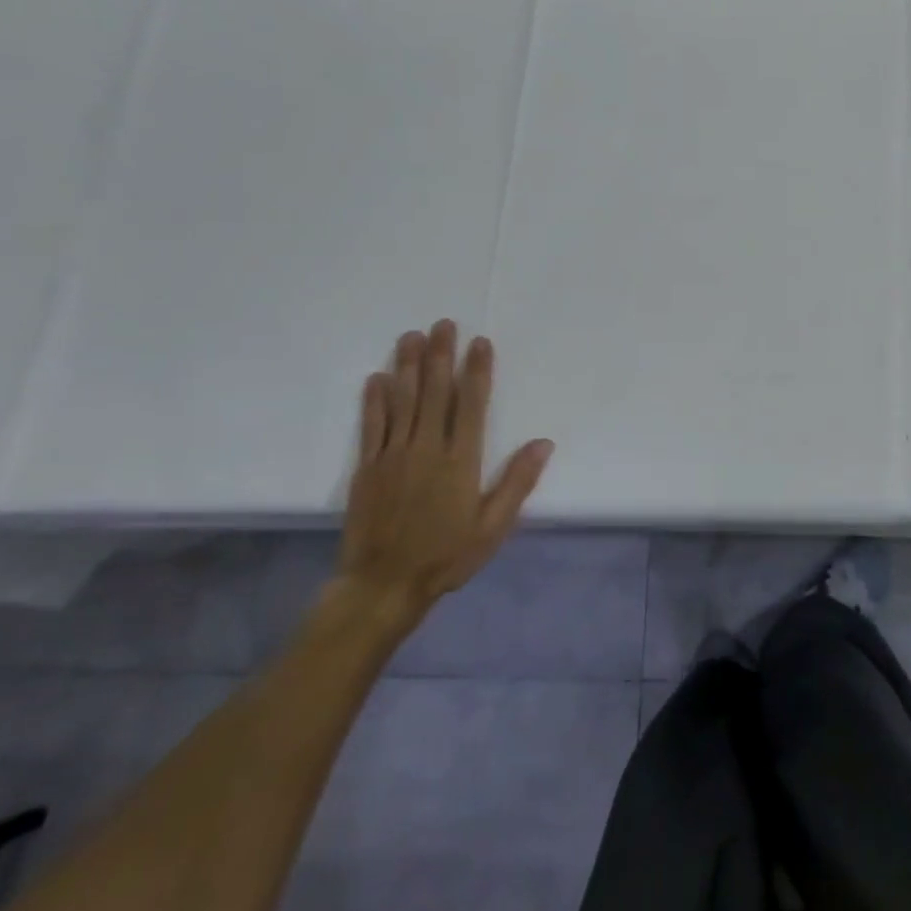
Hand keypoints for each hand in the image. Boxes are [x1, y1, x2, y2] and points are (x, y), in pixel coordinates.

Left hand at [330, 320, 553, 631]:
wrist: (383, 586)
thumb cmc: (446, 556)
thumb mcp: (493, 527)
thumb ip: (517, 482)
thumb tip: (543, 443)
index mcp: (460, 460)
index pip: (471, 404)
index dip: (477, 370)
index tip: (479, 342)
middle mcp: (427, 448)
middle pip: (435, 392)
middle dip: (440, 355)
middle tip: (443, 324)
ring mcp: (393, 456)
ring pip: (403, 401)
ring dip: (408, 366)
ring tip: (411, 336)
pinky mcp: (367, 468)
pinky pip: (372, 426)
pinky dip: (375, 400)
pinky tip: (377, 378)